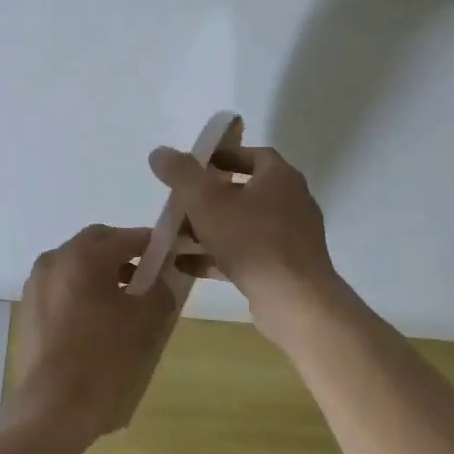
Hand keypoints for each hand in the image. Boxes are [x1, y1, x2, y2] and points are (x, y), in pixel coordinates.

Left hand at [7, 225, 177, 443]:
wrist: (53, 406)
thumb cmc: (104, 359)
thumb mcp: (145, 323)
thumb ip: (159, 291)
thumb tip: (160, 282)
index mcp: (82, 257)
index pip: (124, 237)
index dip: (150, 243)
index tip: (169, 255)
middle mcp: (54, 261)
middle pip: (94, 244)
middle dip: (122, 253)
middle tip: (147, 276)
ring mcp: (36, 285)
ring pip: (75, 266)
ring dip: (100, 273)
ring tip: (125, 302)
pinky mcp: (28, 310)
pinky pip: (61, 287)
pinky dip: (81, 292)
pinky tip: (97, 321)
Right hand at [147, 143, 341, 337]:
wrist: (294, 301)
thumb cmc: (251, 240)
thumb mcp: (206, 201)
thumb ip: (181, 174)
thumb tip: (159, 152)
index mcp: (280, 178)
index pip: (254, 155)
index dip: (224, 156)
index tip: (196, 164)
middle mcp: (291, 203)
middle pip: (246, 191)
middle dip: (210, 196)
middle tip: (180, 200)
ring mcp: (289, 238)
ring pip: (243, 225)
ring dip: (210, 228)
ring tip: (176, 234)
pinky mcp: (284, 268)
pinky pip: (245, 254)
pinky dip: (217, 256)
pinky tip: (185, 265)